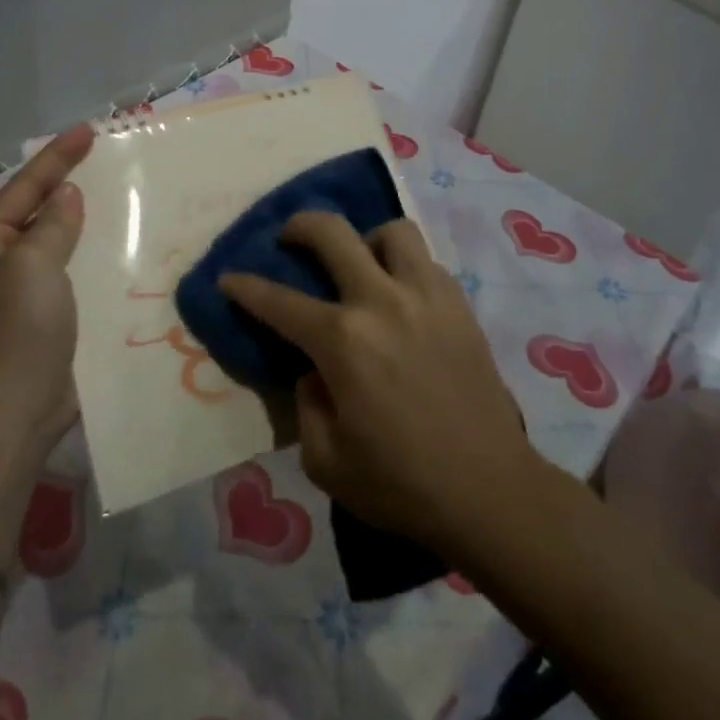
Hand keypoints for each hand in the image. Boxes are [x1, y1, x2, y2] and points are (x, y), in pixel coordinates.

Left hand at [0, 123, 93, 454]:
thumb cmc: (18, 330)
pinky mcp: (41, 315)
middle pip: (36, 210)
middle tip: (102, 157)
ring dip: (81, 219)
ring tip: (113, 193)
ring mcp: (18, 291)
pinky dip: (88, 252)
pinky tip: (115, 244)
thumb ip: (52, 224)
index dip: (57, 157)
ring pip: (54, 240)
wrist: (15, 412)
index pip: (24, 188)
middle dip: (66, 183)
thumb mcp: (33, 265)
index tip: (89, 130)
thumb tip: (66, 195)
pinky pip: (67, 270)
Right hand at [220, 214, 537, 554]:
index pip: (279, 302)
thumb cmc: (402, 484)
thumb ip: (305, 405)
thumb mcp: (326, 461)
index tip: (228, 278)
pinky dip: (404, 266)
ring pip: (392, 230)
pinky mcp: (460, 305)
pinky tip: (401, 296)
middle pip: (333, 232)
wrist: (490, 491)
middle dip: (300, 227)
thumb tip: (313, 370)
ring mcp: (427, 296)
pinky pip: (426, 261)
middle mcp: (382, 302)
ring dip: (366, 239)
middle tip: (290, 239)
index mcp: (344, 342)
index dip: (245, 287)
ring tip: (361, 265)